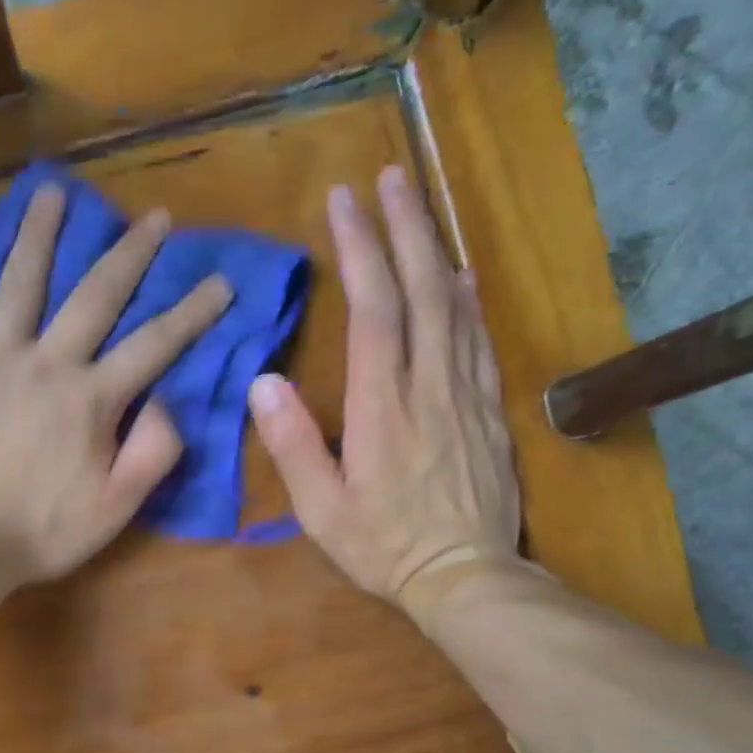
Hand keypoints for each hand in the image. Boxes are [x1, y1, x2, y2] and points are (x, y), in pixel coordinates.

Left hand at [0, 183, 232, 586]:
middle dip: (130, 254)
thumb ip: (152, 452)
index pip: (154, 345)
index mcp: (90, 399)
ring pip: (18, 284)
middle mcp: (45, 364)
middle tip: (154, 218)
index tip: (222, 282)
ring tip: (52, 193)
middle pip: (93, 296)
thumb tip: (167, 400)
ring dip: (38, 235)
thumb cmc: (42, 532)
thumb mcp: (116, 508)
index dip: (193, 312)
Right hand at [248, 165, 519, 608]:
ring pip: (456, 305)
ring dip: (436, 249)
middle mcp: (429, 386)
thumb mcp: (321, 510)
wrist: (464, 576)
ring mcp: (466, 394)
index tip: (344, 201)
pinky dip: (469, 299)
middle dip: (404, 226)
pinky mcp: (489, 410)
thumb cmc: (382, 546)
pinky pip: (480, 340)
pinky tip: (462, 276)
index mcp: (382, 407)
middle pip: (422, 289)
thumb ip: (293, 446)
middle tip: (388, 176)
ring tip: (419, 206)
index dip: (360, 250)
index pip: (374, 310)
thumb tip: (263, 383)